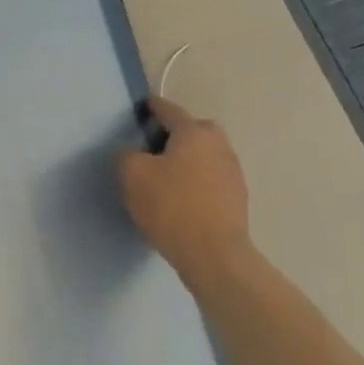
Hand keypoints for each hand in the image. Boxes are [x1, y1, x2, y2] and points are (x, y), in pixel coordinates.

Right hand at [118, 96, 253, 290]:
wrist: (214, 256)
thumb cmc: (171, 207)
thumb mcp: (132, 175)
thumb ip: (126, 155)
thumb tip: (133, 154)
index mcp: (195, 132)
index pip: (168, 110)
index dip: (150, 108)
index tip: (139, 109)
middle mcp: (219, 145)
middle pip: (191, 131)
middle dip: (172, 136)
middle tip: (149, 151)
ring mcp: (233, 172)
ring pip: (202, 156)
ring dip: (185, 161)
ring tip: (163, 179)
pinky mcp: (237, 199)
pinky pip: (209, 180)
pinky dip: (195, 183)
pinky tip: (179, 201)